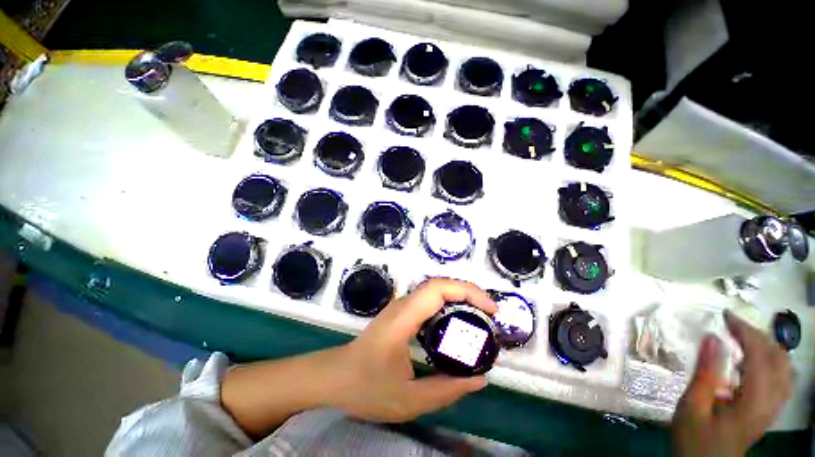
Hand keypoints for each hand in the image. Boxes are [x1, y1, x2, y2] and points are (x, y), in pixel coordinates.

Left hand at [332, 278, 497, 421]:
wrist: (335, 378)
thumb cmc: (366, 388)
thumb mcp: (409, 399)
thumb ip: (446, 390)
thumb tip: (480, 379)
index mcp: (404, 318)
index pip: (437, 289)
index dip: (467, 292)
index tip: (490, 309)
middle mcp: (403, 305)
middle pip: (439, 285)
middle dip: (468, 293)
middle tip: (490, 314)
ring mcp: (401, 307)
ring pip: (435, 290)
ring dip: (459, 297)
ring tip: (479, 317)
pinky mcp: (401, 313)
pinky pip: (429, 301)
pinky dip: (448, 305)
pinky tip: (457, 324)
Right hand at [671, 310, 792, 456]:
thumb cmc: (695, 439)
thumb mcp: (691, 407)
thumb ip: (705, 374)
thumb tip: (712, 338)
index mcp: (754, 402)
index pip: (760, 356)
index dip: (745, 332)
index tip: (725, 316)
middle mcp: (772, 402)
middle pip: (778, 358)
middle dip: (757, 335)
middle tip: (731, 324)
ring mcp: (775, 407)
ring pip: (785, 367)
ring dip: (767, 346)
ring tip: (743, 337)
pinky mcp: (771, 409)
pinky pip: (783, 377)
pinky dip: (772, 360)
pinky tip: (755, 360)